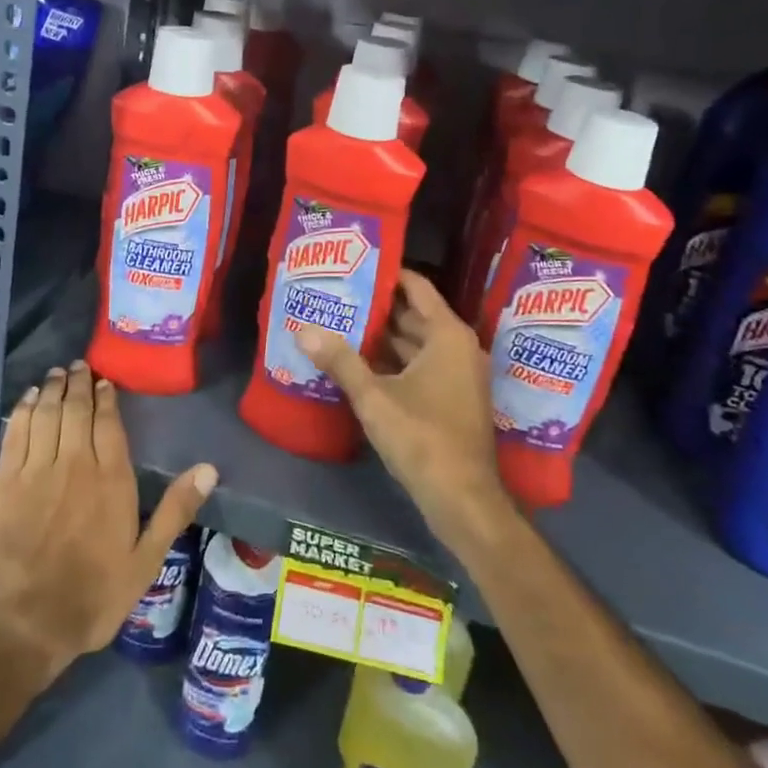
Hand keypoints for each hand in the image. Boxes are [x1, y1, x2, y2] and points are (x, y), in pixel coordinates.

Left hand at [0, 361, 216, 681]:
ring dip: (54, 389)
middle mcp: (75, 463)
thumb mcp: (145, 562)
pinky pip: (17, 432)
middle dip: (79, 383)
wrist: (21, 623)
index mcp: (111, 479)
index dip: (107, 397)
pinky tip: (30, 398)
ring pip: (48, 414)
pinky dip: (25, 409)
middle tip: (79, 365)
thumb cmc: (90, 596)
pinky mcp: (4, 480)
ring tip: (58, 372)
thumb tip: (209, 468)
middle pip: (77, 410)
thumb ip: (175, 511)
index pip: (109, 423)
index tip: (105, 380)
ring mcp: (36, 469)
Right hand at [299, 271, 513, 546]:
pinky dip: (391, 362)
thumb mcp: (375, 397)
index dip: (386, 273)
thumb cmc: (423, 438)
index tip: (354, 265)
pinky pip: (417, 367)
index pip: (416, 287)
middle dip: (376, 306)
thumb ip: (340, 361)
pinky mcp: (449, 400)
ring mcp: (456, 376)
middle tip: (336, 294)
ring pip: (413, 344)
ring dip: (380, 337)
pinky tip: (356, 362)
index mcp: (447, 335)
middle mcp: (456, 348)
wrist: (463, 501)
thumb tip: (303, 330)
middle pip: (413, 315)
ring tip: (338, 322)